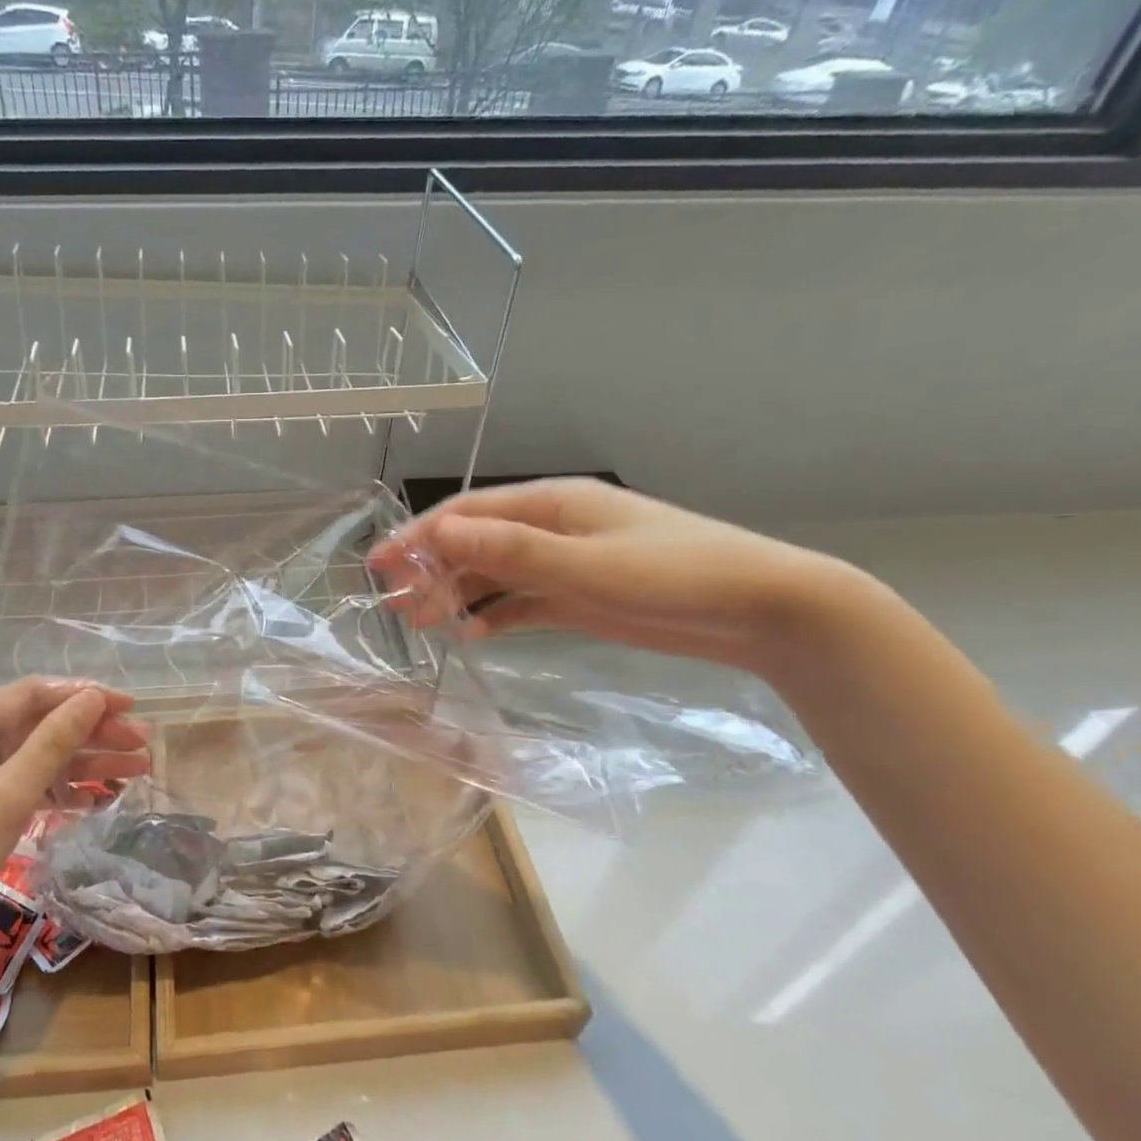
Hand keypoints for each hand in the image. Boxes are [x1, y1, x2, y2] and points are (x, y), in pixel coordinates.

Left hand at [0, 678, 149, 975]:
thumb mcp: (8, 794)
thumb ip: (53, 742)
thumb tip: (93, 697)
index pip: (32, 694)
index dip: (84, 696)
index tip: (131, 705)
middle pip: (39, 726)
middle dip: (93, 733)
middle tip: (143, 744)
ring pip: (38, 760)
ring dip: (86, 764)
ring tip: (138, 771)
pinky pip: (28, 789)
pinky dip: (62, 792)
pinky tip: (101, 799)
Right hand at [370, 478, 855, 677]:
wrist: (760, 609)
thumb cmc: (674, 576)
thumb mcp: (586, 565)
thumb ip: (512, 552)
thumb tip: (441, 533)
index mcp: (551, 505)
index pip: (468, 515)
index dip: (419, 537)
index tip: (380, 565)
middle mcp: (552, 529)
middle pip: (474, 545)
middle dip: (431, 571)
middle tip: (397, 608)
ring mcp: (565, 564)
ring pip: (493, 576)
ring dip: (457, 596)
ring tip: (424, 625)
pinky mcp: (578, 598)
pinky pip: (521, 603)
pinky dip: (494, 615)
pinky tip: (472, 635)